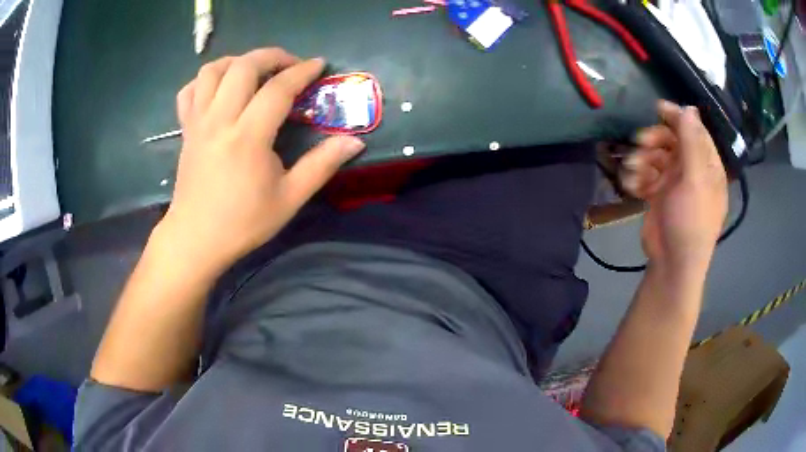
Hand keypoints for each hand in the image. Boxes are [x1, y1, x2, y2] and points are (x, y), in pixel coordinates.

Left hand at [156, 48, 365, 274]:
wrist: (196, 239)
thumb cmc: (243, 222)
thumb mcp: (289, 199)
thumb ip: (321, 165)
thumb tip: (355, 141)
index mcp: (248, 137)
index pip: (278, 88)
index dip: (302, 72)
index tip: (319, 65)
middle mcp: (220, 120)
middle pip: (243, 66)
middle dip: (272, 56)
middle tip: (290, 65)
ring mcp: (198, 122)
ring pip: (212, 71)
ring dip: (237, 61)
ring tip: (255, 72)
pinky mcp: (186, 129)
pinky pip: (189, 90)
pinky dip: (206, 80)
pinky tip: (220, 88)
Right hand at [620, 101, 727, 274]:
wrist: (672, 264)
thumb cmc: (691, 222)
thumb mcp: (695, 180)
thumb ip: (691, 142)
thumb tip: (690, 108)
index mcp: (707, 167)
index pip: (695, 132)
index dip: (679, 118)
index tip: (658, 108)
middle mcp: (692, 171)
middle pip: (672, 142)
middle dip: (655, 140)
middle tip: (640, 142)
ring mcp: (674, 183)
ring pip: (656, 157)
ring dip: (642, 160)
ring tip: (633, 171)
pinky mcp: (658, 195)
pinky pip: (646, 175)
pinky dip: (637, 178)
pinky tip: (632, 187)